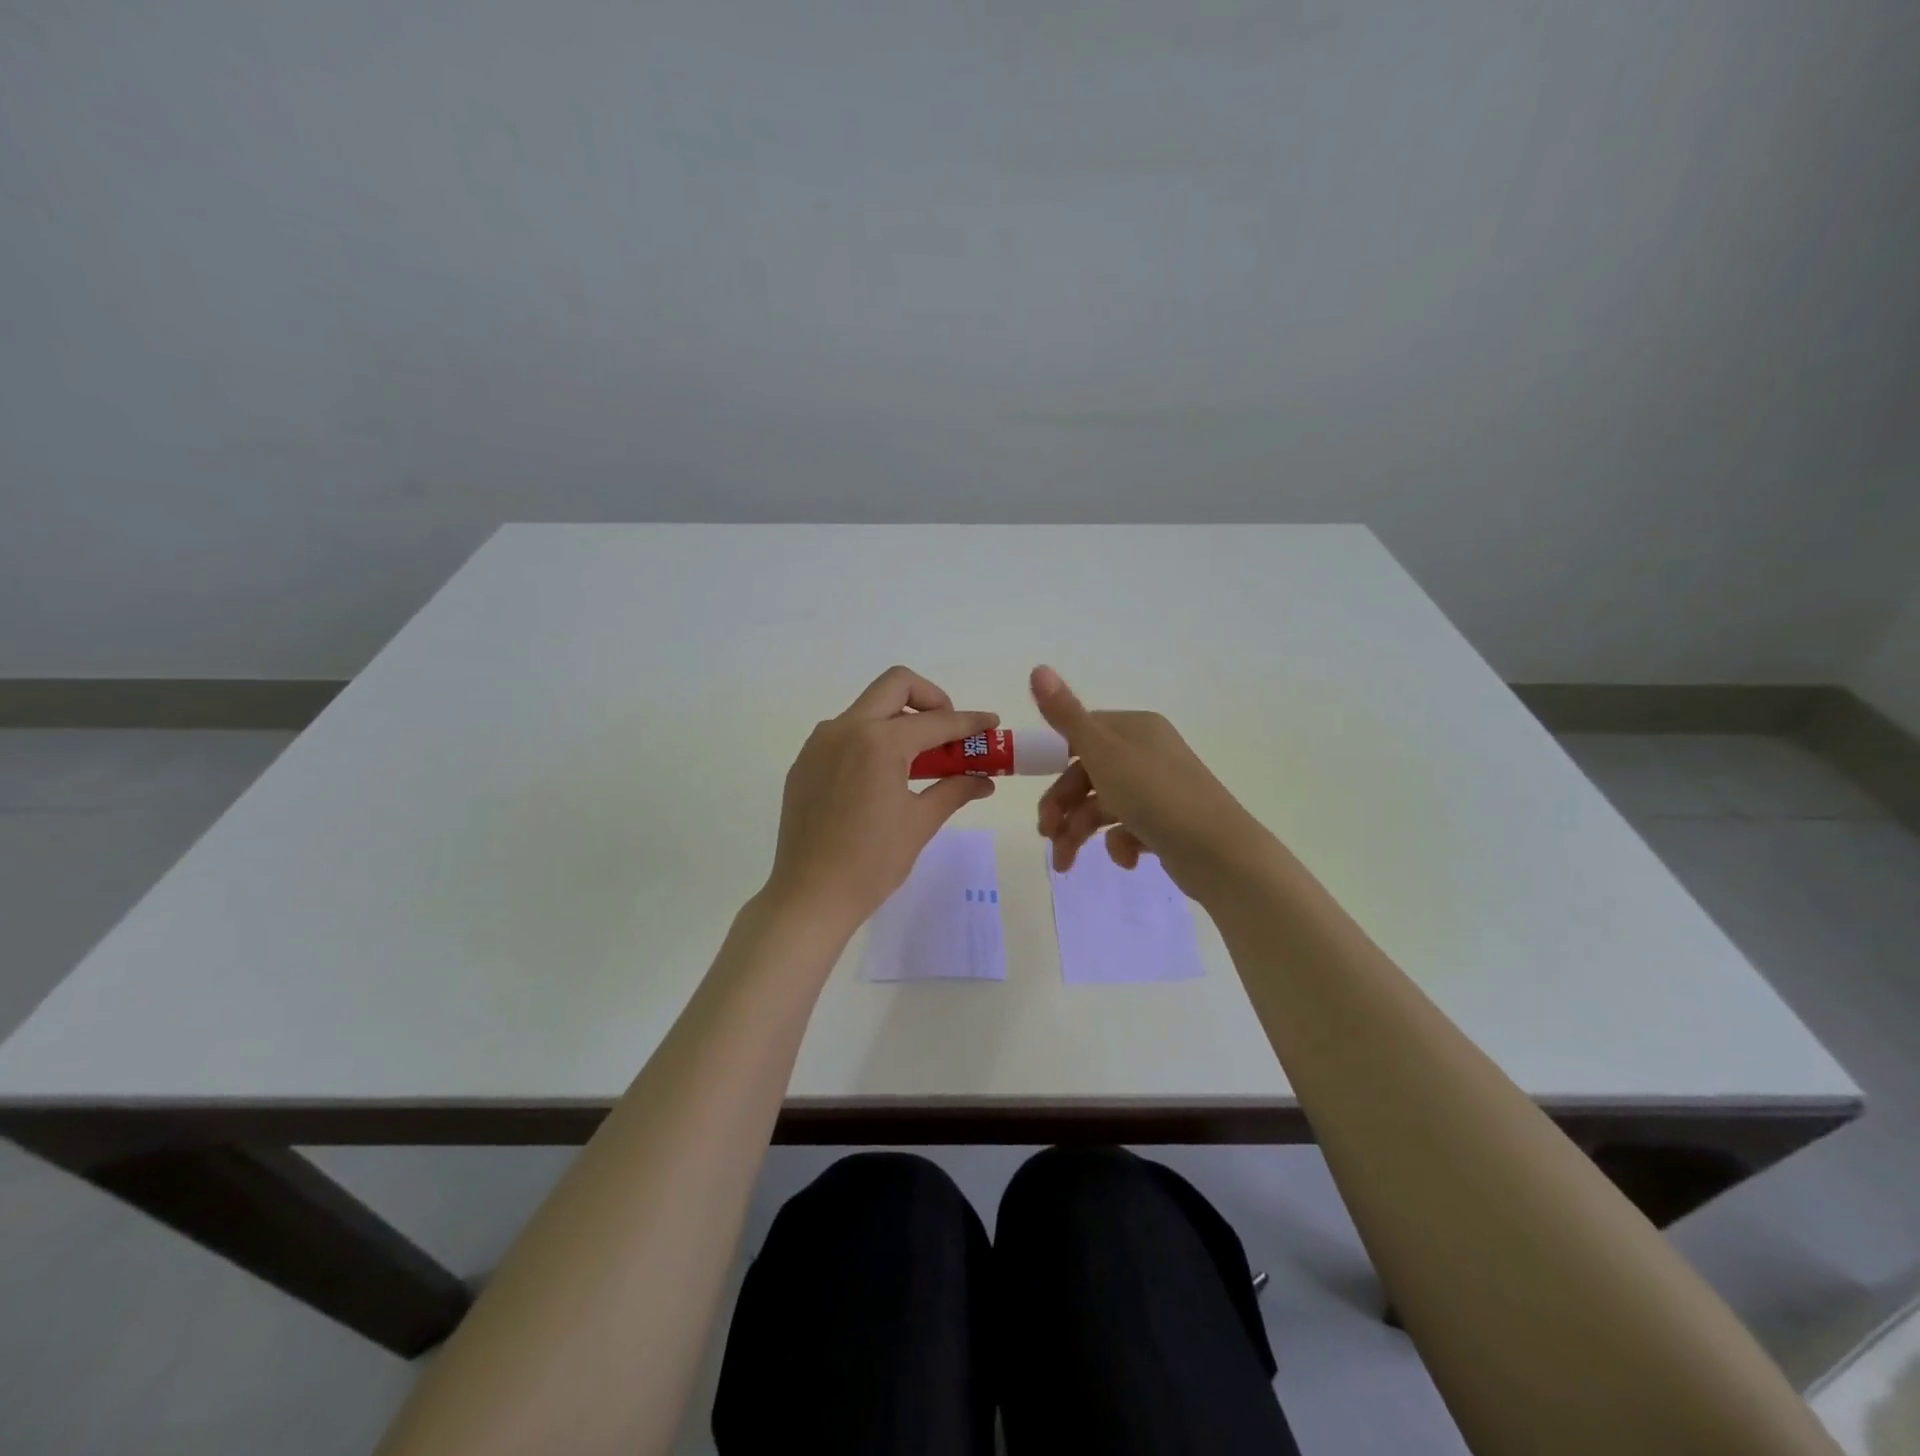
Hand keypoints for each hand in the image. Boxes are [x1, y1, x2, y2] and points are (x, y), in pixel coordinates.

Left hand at [765, 666, 997, 931]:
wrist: (810, 895)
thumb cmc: (872, 862)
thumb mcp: (920, 823)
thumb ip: (954, 790)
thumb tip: (984, 780)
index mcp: (880, 742)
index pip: (937, 721)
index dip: (970, 722)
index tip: (992, 724)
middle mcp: (846, 728)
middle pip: (896, 685)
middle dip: (931, 699)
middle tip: (948, 731)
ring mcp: (819, 743)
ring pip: (867, 707)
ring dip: (898, 718)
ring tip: (918, 758)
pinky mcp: (805, 762)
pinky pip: (844, 733)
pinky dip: (871, 739)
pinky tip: (881, 776)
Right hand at [1030, 665, 1272, 897]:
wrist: (1219, 853)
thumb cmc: (1155, 795)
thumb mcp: (1103, 753)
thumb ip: (1066, 715)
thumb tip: (1037, 668)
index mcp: (1135, 729)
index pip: (1081, 736)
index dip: (1054, 762)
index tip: (1034, 787)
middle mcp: (1148, 753)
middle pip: (1088, 776)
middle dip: (1062, 808)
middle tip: (1046, 835)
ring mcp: (1159, 789)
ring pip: (1104, 806)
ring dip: (1079, 833)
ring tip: (1066, 863)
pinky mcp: (1168, 823)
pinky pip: (1130, 828)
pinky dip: (1120, 844)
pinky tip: (1127, 859)